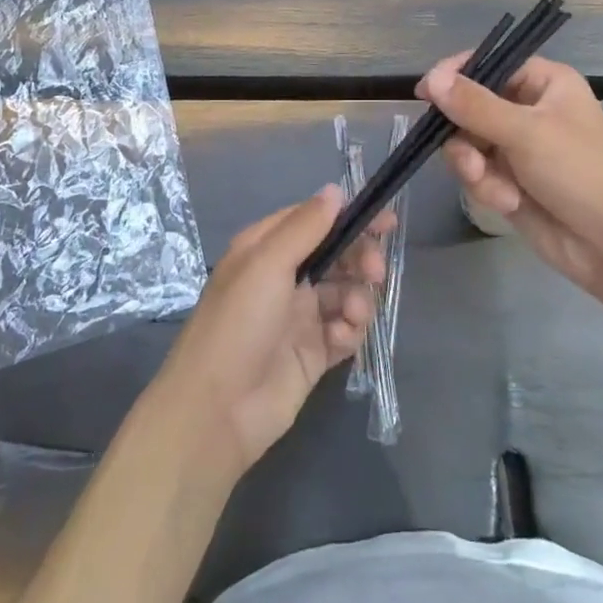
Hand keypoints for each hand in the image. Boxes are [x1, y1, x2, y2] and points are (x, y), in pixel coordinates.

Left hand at [157, 188, 386, 477]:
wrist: (216, 412)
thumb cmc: (238, 324)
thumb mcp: (267, 263)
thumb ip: (305, 226)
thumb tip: (335, 190)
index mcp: (266, 249)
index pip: (316, 221)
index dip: (350, 218)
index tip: (386, 222)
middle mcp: (284, 278)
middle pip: (337, 255)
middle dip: (361, 259)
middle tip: (375, 272)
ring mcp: (299, 317)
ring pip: (346, 292)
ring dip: (358, 298)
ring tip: (353, 314)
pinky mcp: (313, 353)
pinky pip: (345, 330)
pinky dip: (350, 330)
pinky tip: (340, 339)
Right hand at [418, 54, 602, 297]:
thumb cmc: (580, 172)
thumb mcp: (526, 132)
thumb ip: (474, 105)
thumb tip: (431, 79)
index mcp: (543, 82)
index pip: (489, 63)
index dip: (456, 75)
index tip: (426, 93)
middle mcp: (528, 108)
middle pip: (469, 107)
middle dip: (465, 136)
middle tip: (469, 158)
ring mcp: (518, 146)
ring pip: (468, 143)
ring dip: (474, 166)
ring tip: (492, 187)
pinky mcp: (510, 180)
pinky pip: (477, 172)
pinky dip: (486, 187)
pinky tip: (508, 203)